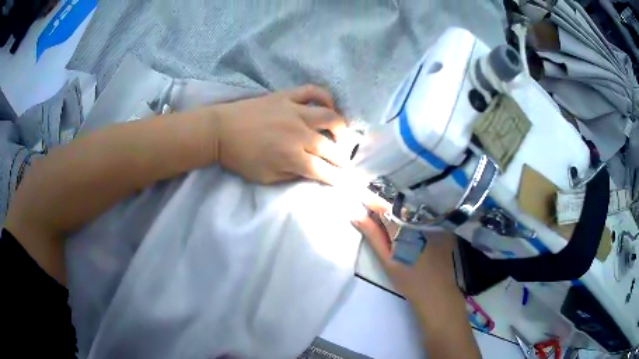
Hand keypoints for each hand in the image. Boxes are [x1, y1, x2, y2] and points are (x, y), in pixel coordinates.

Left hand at [211, 85, 350, 184]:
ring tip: (340, 134)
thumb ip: (291, 176)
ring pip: (329, 117)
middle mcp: (298, 134)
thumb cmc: (240, 158)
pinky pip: (312, 91)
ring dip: (340, 128)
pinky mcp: (287, 97)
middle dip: (342, 158)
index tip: (343, 180)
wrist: (220, 130)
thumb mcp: (265, 177)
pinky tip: (328, 106)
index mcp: (292, 157)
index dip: (337, 178)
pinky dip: (325, 97)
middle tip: (343, 162)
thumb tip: (310, 172)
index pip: (323, 170)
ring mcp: (294, 111)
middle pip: (331, 147)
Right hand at [351, 198, 459, 305]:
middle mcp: (423, 220)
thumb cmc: (408, 280)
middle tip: (374, 207)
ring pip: (415, 208)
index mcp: (406, 228)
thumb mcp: (387, 260)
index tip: (361, 197)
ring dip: (401, 208)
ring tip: (391, 214)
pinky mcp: (445, 227)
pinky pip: (427, 214)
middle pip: (401, 205)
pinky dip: (416, 215)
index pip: (385, 208)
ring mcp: (436, 223)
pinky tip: (411, 222)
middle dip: (387, 204)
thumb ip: (373, 235)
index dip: (372, 201)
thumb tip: (356, 215)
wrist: (437, 293)